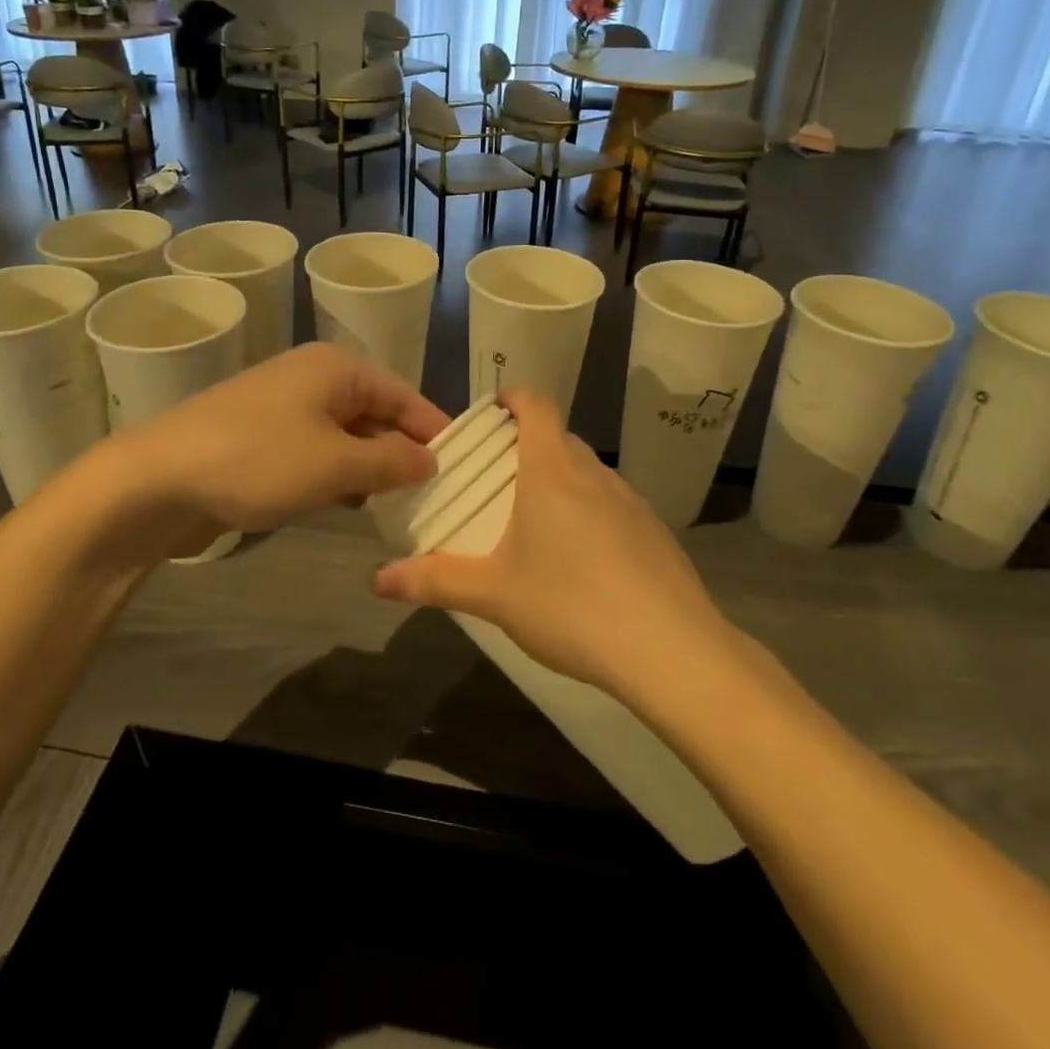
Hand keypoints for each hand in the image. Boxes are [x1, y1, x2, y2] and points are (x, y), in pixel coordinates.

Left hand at [126, 343, 447, 549]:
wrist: (157, 479)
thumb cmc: (257, 460)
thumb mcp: (336, 464)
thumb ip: (391, 461)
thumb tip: (430, 459)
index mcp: (338, 368)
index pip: (405, 396)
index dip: (435, 431)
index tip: (465, 467)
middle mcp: (314, 378)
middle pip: (377, 414)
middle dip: (404, 453)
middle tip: (437, 495)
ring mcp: (286, 407)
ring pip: (348, 436)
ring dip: (371, 468)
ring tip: (403, 506)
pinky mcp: (264, 438)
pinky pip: (318, 451)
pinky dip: (339, 475)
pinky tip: (351, 505)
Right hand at [372, 389, 728, 696]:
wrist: (672, 651)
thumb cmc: (571, 605)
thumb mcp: (493, 595)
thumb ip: (434, 581)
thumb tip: (377, 579)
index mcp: (552, 471)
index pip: (537, 405)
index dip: (514, 396)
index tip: (493, 408)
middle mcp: (595, 474)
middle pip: (559, 438)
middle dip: (528, 445)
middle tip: (497, 477)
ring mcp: (632, 502)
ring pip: (588, 473)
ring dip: (561, 481)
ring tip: (535, 522)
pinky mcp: (656, 533)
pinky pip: (614, 505)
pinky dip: (591, 513)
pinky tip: (583, 563)